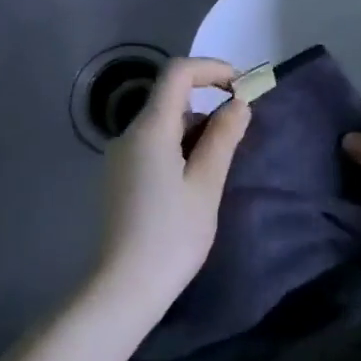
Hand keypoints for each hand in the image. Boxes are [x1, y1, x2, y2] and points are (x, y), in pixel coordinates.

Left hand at [97, 57, 250, 308]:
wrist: (121, 290)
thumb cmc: (171, 236)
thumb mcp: (206, 184)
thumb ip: (223, 137)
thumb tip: (239, 104)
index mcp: (149, 129)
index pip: (178, 73)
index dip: (212, 69)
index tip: (242, 88)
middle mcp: (128, 135)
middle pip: (170, 98)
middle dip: (209, 105)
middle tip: (240, 133)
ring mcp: (119, 157)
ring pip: (163, 125)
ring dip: (196, 131)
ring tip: (220, 167)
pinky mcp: (118, 178)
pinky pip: (153, 146)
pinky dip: (179, 148)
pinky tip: (194, 183)